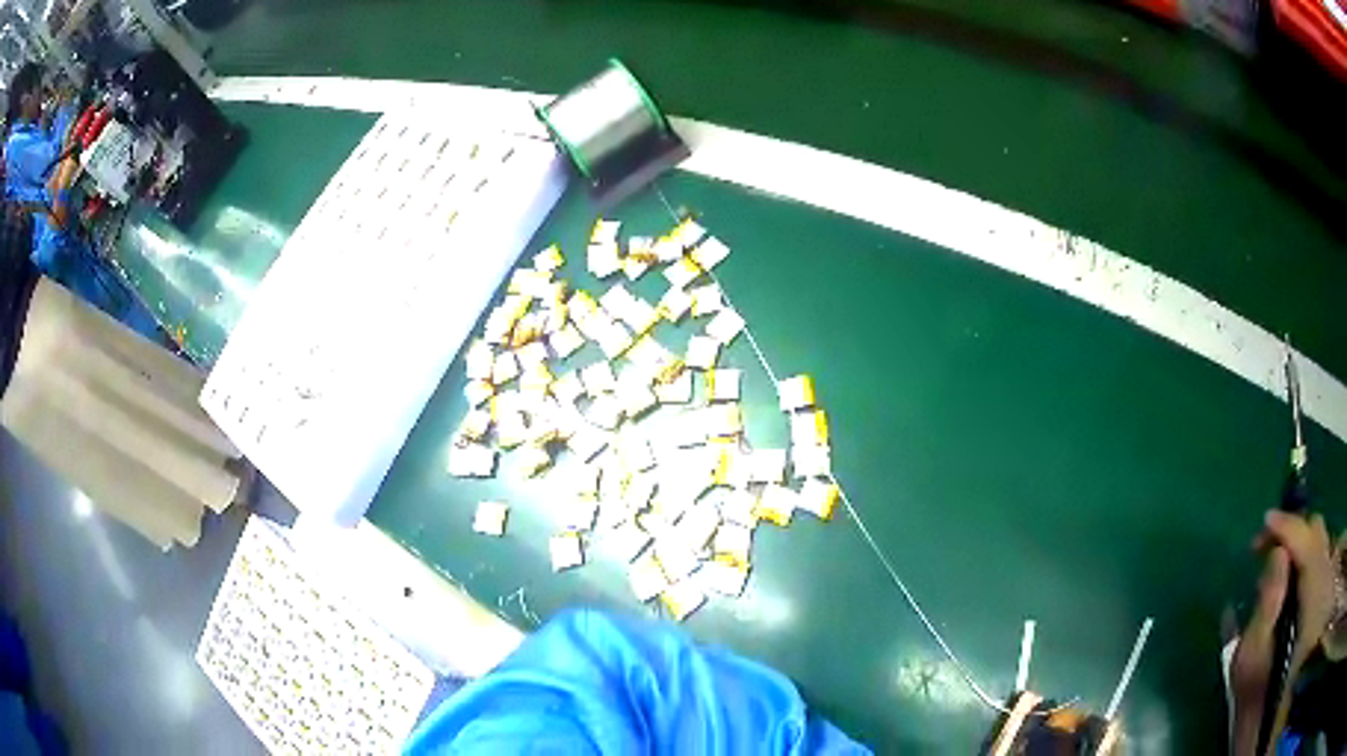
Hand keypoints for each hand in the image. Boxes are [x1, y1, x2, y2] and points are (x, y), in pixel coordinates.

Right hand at [1229, 511, 1334, 754]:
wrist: (1267, 723)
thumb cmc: (1256, 698)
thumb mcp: (1252, 662)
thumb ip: (1268, 606)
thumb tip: (1277, 555)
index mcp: (1312, 597)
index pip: (1308, 539)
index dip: (1288, 525)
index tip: (1264, 526)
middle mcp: (1325, 583)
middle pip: (1317, 534)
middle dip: (1294, 534)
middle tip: (1266, 552)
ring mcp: (1326, 589)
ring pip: (1322, 544)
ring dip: (1301, 547)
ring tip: (1278, 569)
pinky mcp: (1324, 598)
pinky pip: (1322, 561)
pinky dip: (1308, 561)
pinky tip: (1294, 583)